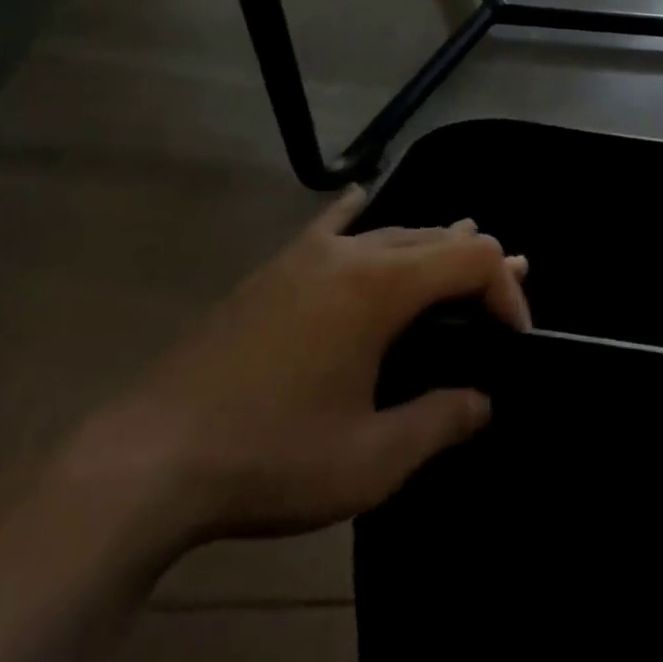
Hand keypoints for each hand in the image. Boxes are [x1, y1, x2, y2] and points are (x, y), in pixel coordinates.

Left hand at [64, 187, 530, 551]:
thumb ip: (441, 421)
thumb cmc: (270, 460)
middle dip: (477, 268)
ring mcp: (305, 255)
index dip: (506, 289)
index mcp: (380, 287)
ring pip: (391, 232)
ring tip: (456, 272)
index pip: (472, 257)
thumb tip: (483, 400)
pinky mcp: (273, 270)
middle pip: (437, 236)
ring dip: (431, 249)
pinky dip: (361, 216)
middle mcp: (349, 253)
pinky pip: (331, 225)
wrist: (148, 461)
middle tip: (500, 312)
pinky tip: (364, 200)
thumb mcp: (371, 460)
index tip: (513, 341)